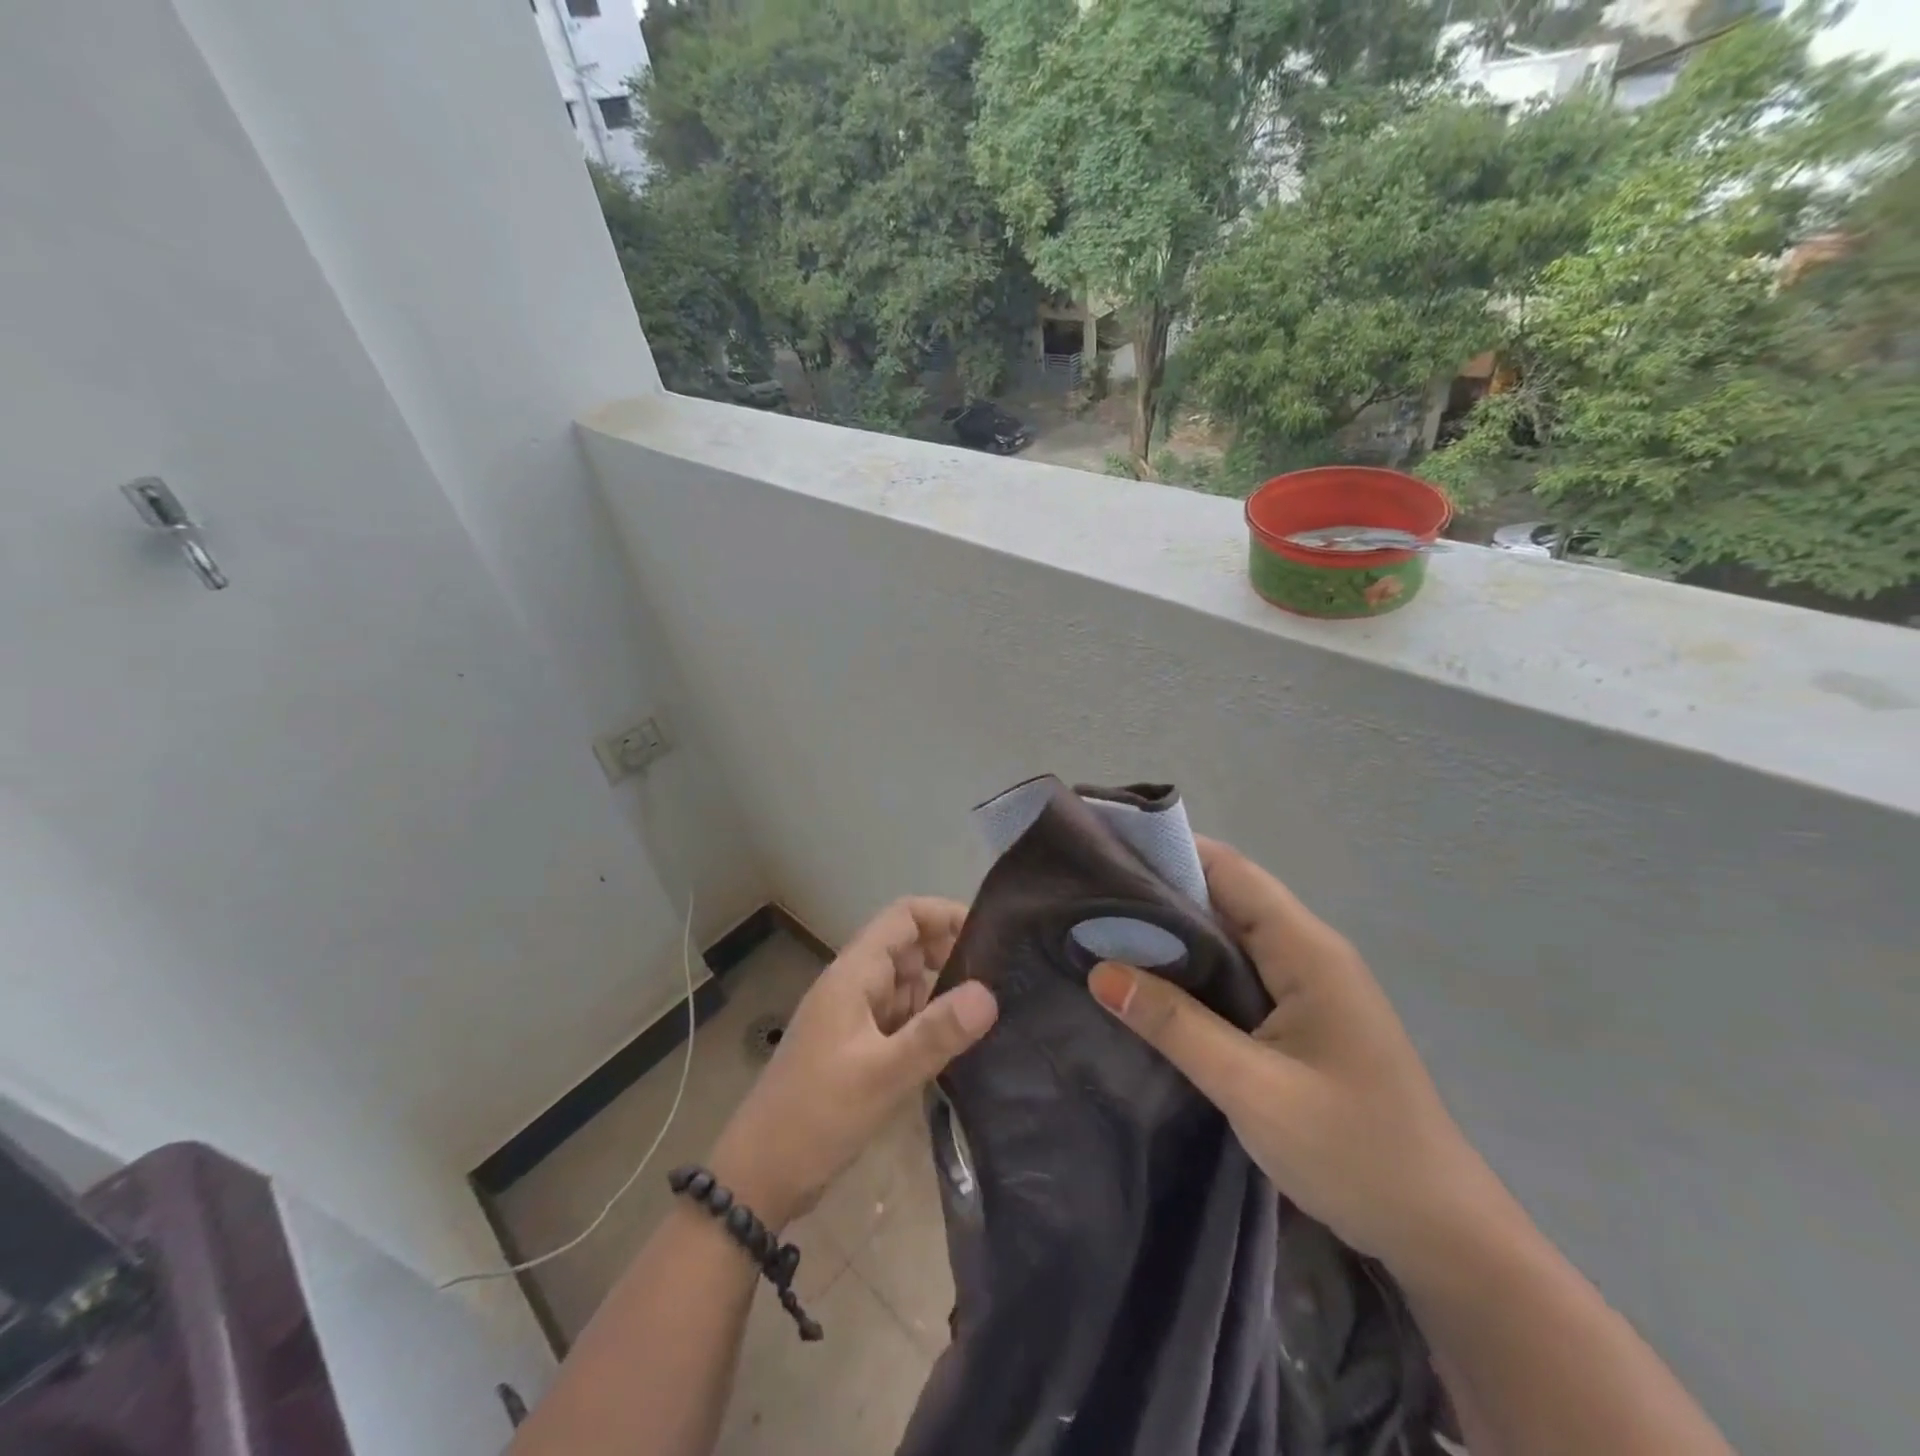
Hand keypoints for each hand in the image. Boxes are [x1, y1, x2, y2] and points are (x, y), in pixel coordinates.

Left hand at [708, 898, 998, 1230]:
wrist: (760, 1176)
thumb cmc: (817, 1116)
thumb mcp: (883, 1074)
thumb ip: (936, 1032)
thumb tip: (989, 993)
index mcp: (854, 975)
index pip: (904, 917)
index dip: (944, 914)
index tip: (989, 935)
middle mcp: (854, 986)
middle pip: (908, 948)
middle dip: (950, 955)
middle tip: (1000, 981)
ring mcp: (855, 1018)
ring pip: (907, 986)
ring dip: (942, 992)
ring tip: (990, 1012)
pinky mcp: (858, 1049)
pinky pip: (901, 1019)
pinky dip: (928, 1023)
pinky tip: (958, 1045)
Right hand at [1086, 838, 1507, 1280]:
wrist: (1438, 1232)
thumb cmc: (1352, 1152)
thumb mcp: (1251, 1088)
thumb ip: (1175, 1024)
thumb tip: (1100, 971)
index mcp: (1306, 950)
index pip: (1230, 872)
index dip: (1170, 852)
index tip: (1107, 851)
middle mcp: (1308, 952)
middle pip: (1227, 896)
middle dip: (1162, 890)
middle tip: (1090, 896)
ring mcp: (1307, 985)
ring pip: (1230, 935)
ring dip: (1175, 931)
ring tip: (1104, 930)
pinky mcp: (1300, 1016)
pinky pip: (1238, 971)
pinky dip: (1194, 967)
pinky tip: (1152, 981)